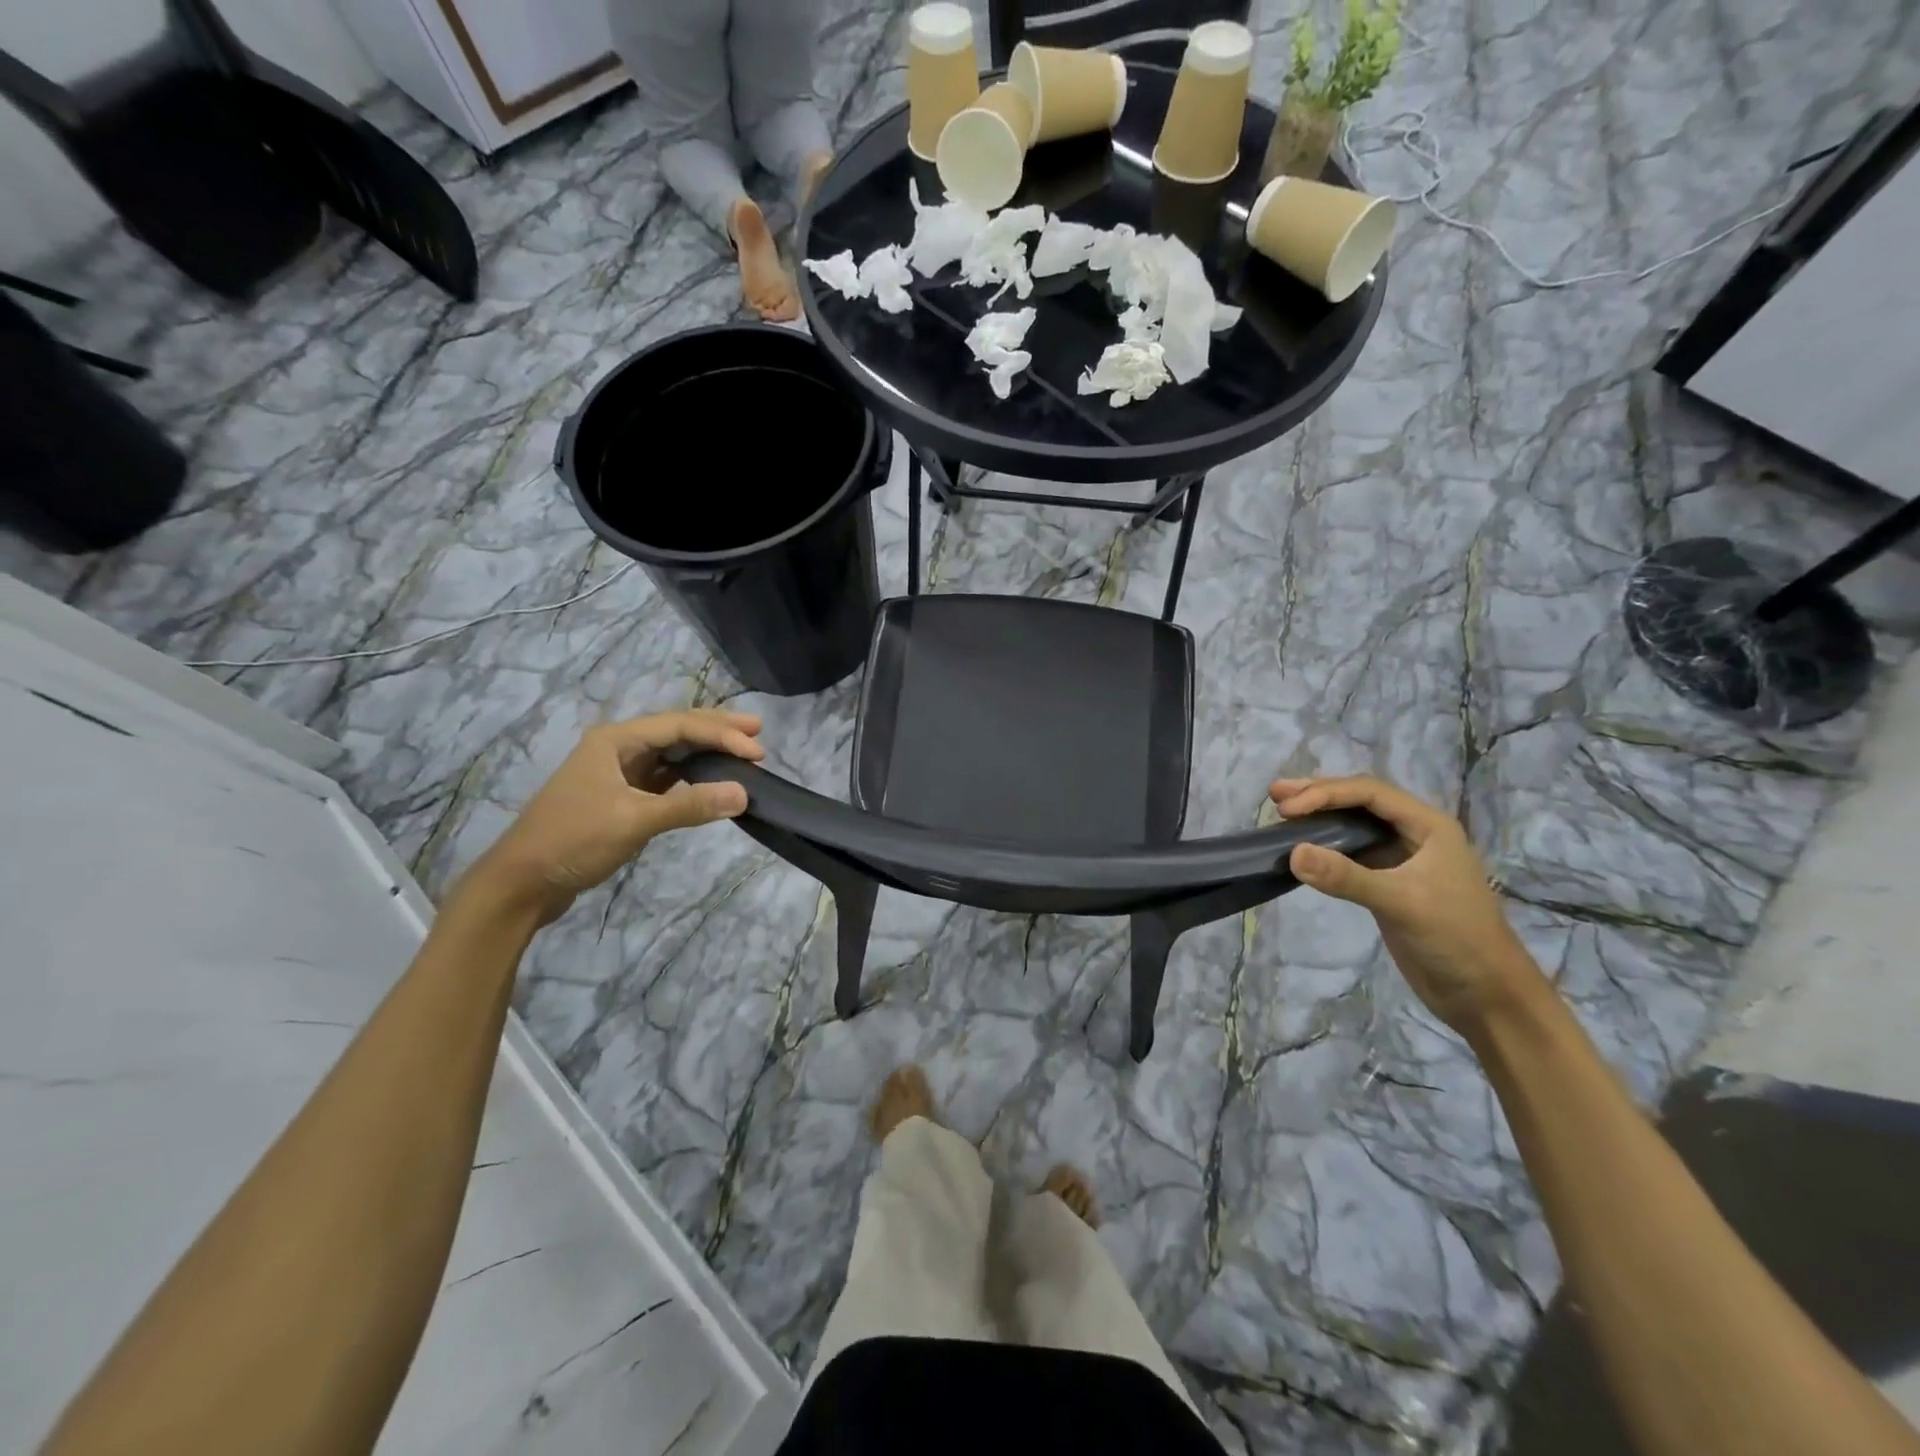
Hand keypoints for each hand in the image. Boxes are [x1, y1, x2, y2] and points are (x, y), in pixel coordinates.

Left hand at [462, 710, 763, 924]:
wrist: (522, 883)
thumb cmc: (573, 840)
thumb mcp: (634, 820)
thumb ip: (690, 805)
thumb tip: (744, 793)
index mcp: (615, 740)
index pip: (679, 726)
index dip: (721, 734)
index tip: (757, 751)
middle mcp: (617, 748)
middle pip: (676, 731)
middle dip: (717, 730)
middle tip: (758, 731)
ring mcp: (618, 774)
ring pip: (671, 754)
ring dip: (705, 753)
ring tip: (741, 753)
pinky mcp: (620, 799)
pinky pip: (664, 779)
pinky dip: (690, 778)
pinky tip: (710, 781)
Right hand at [1270, 775, 1544, 1032]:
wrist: (1486, 996)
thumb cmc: (1456, 939)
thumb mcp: (1401, 903)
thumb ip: (1346, 877)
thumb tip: (1292, 852)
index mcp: (1428, 826)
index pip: (1370, 793)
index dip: (1326, 793)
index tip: (1288, 808)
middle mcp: (1414, 835)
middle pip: (1360, 802)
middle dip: (1318, 794)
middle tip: (1276, 795)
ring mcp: (1400, 859)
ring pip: (1353, 826)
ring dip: (1319, 818)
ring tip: (1282, 812)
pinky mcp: (1387, 884)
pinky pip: (1350, 853)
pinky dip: (1324, 847)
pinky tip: (1302, 848)